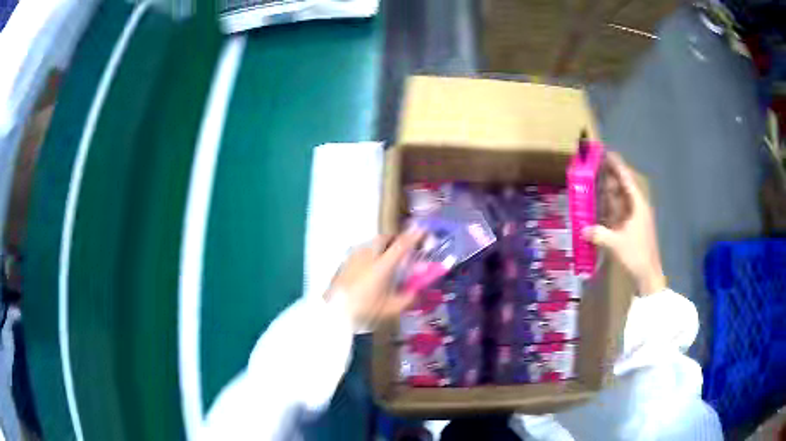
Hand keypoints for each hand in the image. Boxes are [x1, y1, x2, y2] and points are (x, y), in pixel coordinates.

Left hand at [325, 230, 423, 329]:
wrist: (334, 311)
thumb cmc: (364, 310)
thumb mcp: (389, 309)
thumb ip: (406, 299)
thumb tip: (416, 292)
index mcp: (382, 266)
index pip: (401, 245)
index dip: (413, 236)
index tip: (422, 230)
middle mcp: (368, 256)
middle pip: (384, 238)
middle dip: (395, 239)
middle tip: (403, 247)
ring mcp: (354, 257)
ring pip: (371, 243)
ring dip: (382, 246)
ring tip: (386, 258)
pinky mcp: (345, 262)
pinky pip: (361, 251)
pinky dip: (370, 253)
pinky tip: (369, 266)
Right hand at [582, 152, 666, 294]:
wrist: (648, 274)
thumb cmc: (636, 254)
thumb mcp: (616, 244)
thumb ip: (599, 234)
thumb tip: (583, 229)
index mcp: (638, 206)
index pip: (627, 180)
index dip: (618, 167)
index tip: (608, 154)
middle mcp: (637, 208)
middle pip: (624, 187)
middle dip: (612, 176)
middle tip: (598, 165)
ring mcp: (635, 219)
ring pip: (622, 200)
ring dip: (610, 191)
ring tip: (597, 181)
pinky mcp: (632, 228)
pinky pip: (620, 212)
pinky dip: (611, 207)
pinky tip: (601, 205)